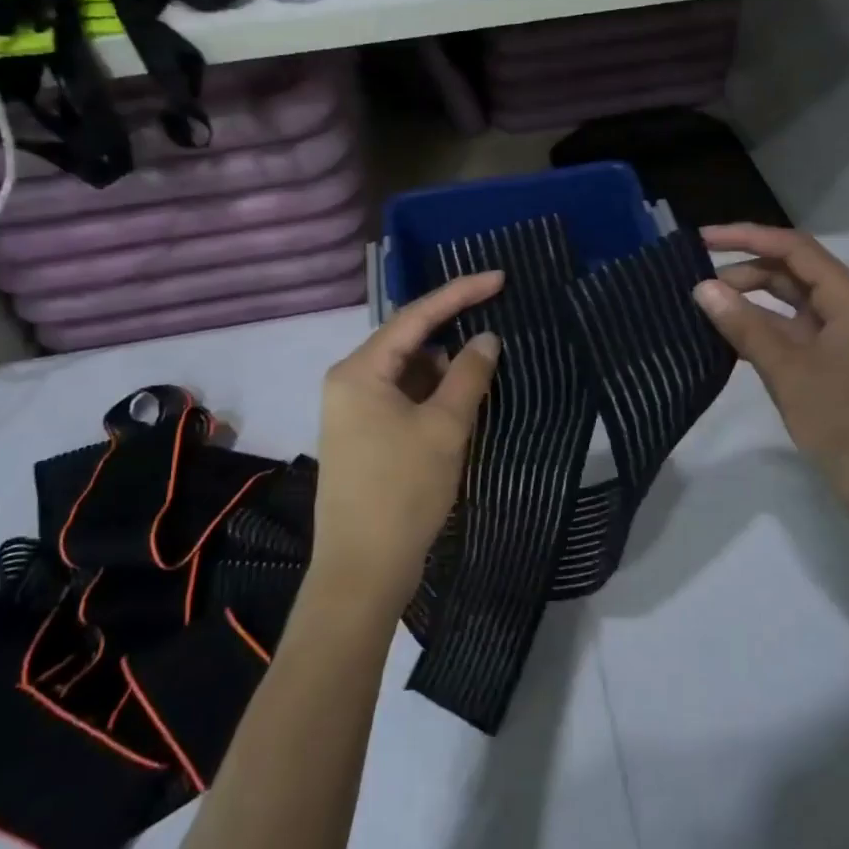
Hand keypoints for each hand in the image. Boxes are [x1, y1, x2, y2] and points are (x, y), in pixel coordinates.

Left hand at [311, 273, 502, 615]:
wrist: (363, 571)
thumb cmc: (403, 492)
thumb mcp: (444, 427)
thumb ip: (468, 375)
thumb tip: (486, 338)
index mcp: (359, 371)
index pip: (415, 317)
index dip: (459, 293)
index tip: (499, 278)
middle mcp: (349, 382)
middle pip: (408, 341)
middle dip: (453, 332)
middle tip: (499, 321)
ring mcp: (354, 411)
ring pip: (408, 373)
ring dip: (446, 368)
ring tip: (489, 363)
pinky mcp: (365, 436)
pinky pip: (404, 399)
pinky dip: (434, 395)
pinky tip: (465, 399)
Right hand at [694, 224, 848, 521]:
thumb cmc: (843, 421)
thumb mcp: (788, 370)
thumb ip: (744, 325)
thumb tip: (702, 287)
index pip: (794, 249)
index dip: (747, 237)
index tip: (702, 240)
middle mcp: (848, 309)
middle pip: (791, 273)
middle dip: (745, 271)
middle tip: (697, 286)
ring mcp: (840, 337)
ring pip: (789, 304)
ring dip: (750, 302)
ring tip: (705, 309)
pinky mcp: (830, 363)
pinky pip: (790, 332)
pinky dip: (760, 329)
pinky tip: (726, 339)